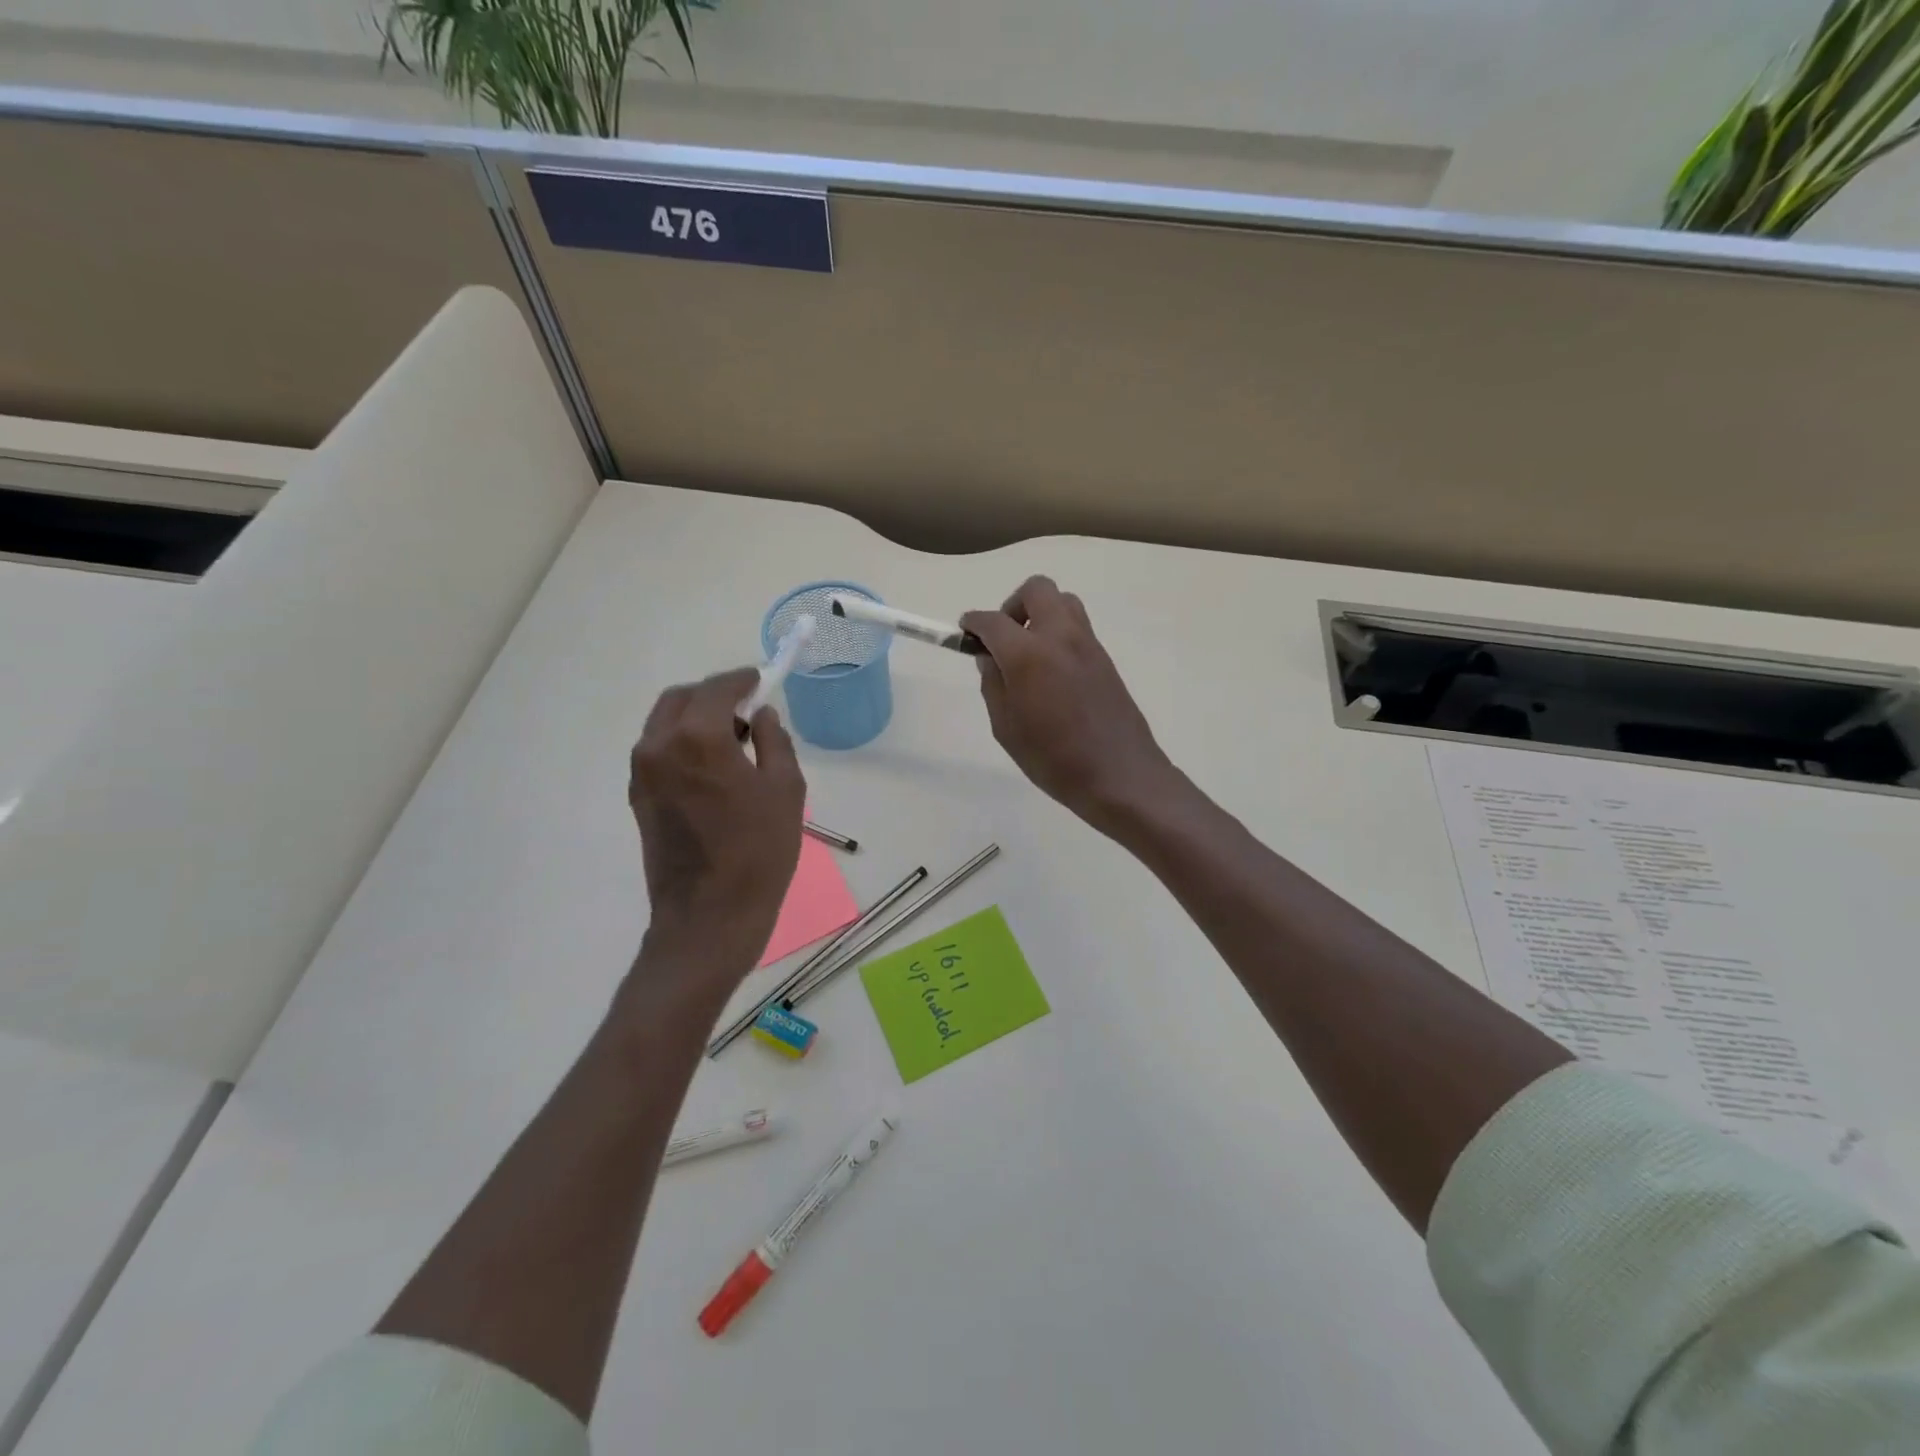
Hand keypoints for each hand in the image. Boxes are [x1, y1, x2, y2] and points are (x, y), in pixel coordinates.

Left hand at [627, 668, 805, 988]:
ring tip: (733, 740)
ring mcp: (642, 773)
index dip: (741, 679)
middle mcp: (659, 746)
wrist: (709, 916)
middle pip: (681, 699)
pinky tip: (712, 766)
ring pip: (664, 723)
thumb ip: (774, 740)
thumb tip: (760, 716)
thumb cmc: (758, 851)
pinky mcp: (638, 797)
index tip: (760, 680)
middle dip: (713, 694)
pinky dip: (682, 742)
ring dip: (695, 718)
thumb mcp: (785, 789)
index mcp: (697, 738)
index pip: (717, 688)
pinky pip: (658, 750)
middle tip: (746, 709)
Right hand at [961, 577, 1180, 833]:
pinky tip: (1051, 672)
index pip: (993, 621)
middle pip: (1036, 590)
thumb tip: (990, 658)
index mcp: (1029, 655)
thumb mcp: (1006, 728)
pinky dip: (1058, 634)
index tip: (965, 631)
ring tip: (1028, 652)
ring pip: (1063, 602)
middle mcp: (1061, 638)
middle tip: (1003, 639)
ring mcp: (1088, 645)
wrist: (1119, 775)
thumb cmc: (1054, 759)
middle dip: (1012, 605)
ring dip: (1040, 614)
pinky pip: (1077, 628)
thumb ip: (994, 685)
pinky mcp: (1105, 659)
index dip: (973, 622)